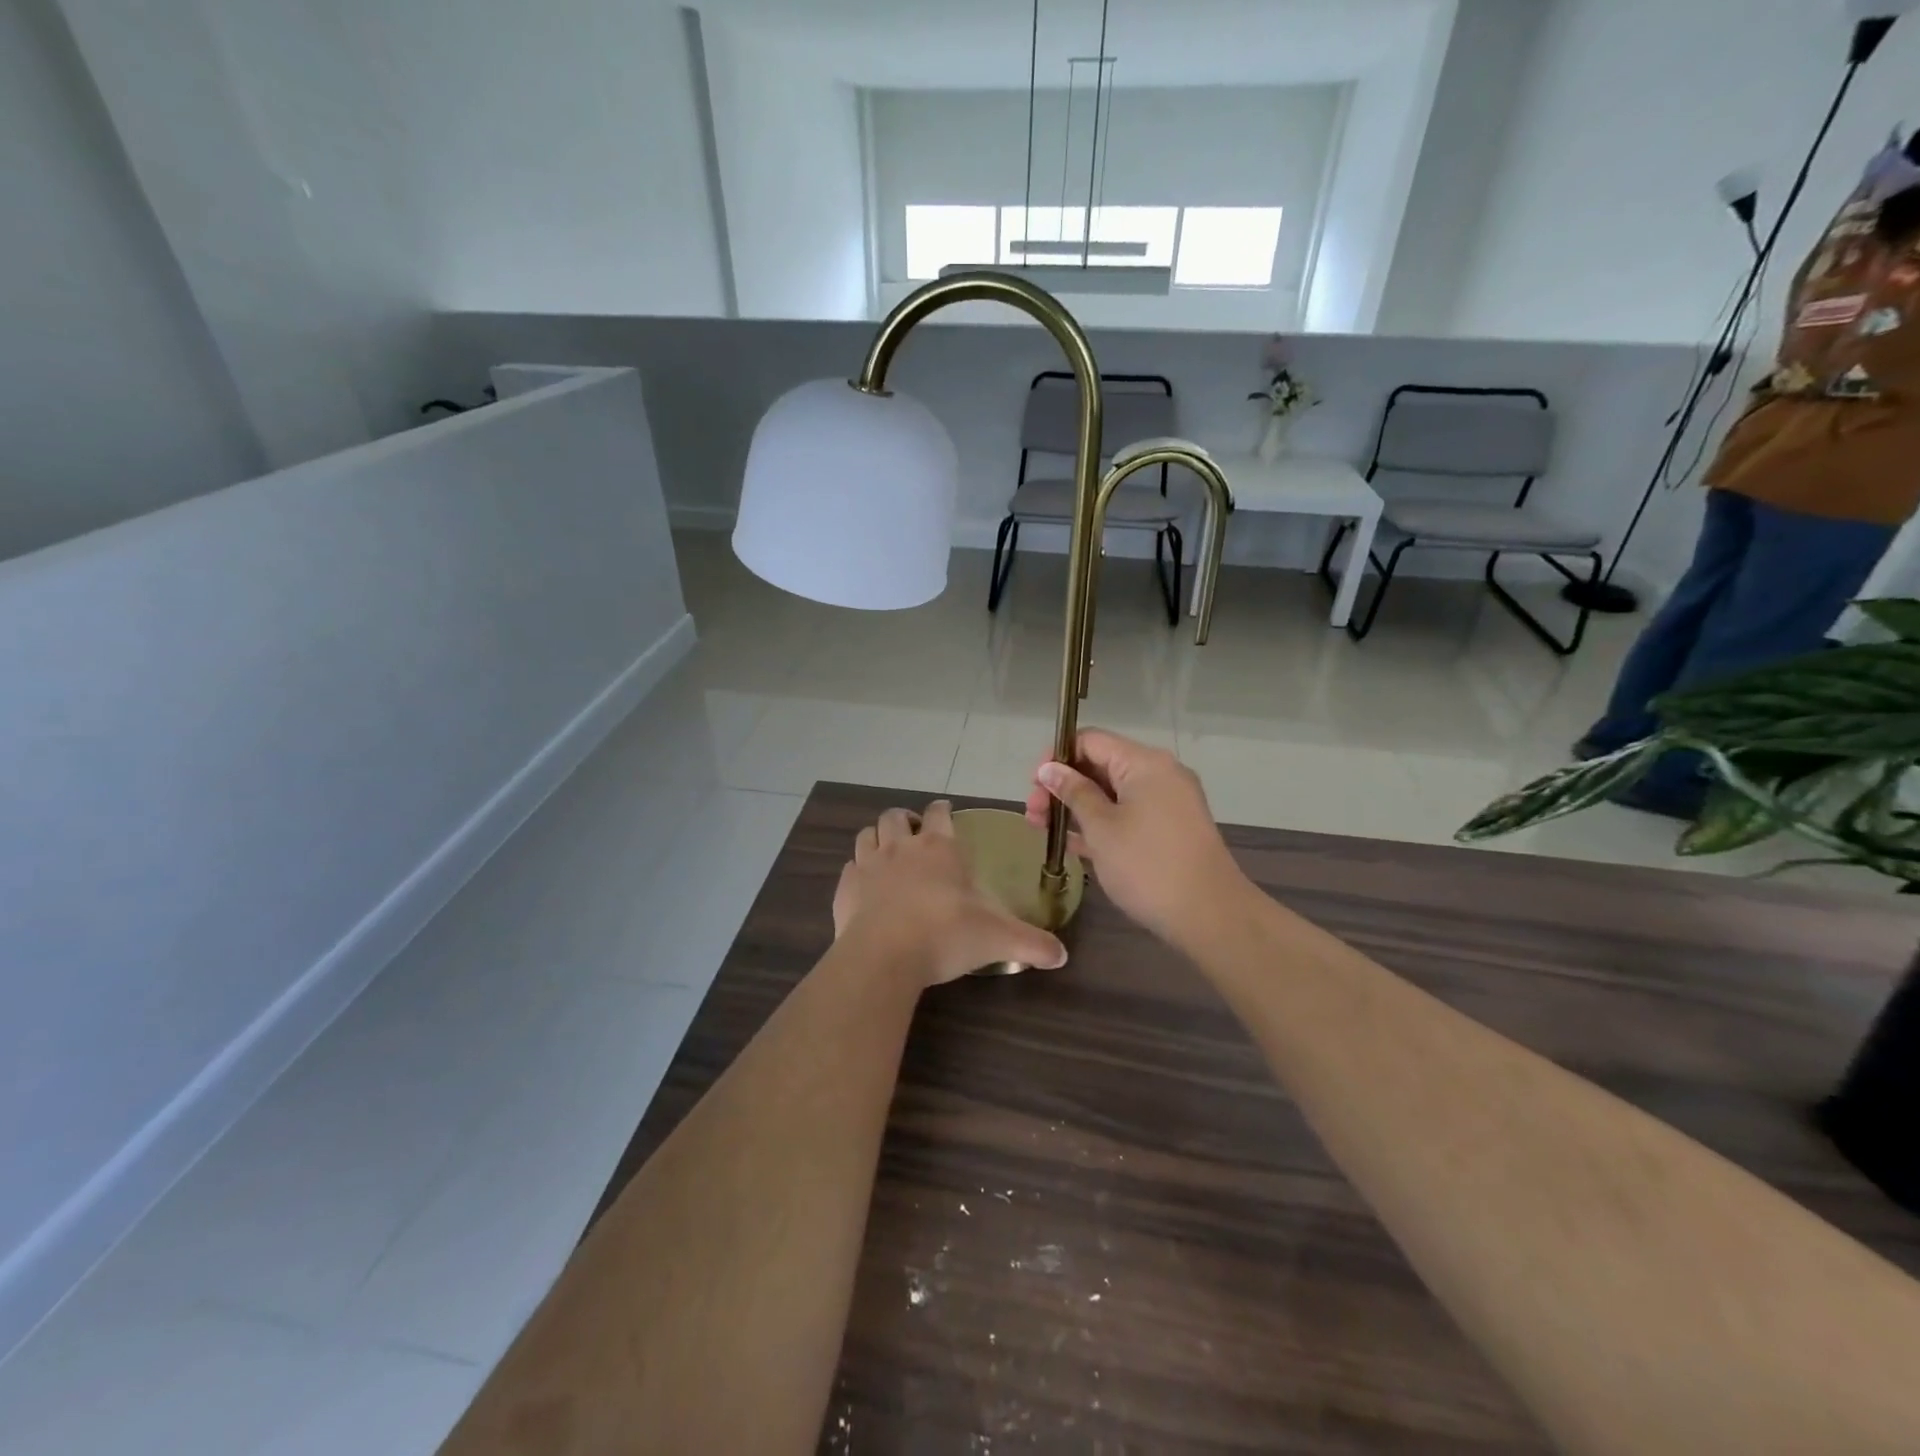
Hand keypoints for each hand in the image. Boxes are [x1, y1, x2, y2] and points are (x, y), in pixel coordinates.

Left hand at [833, 800, 1069, 986]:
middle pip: (896, 816)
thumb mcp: (998, 939)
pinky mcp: (846, 888)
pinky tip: (865, 885)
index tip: (946, 812)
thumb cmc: (945, 934)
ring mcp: (869, 865)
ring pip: (867, 834)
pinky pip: (849, 867)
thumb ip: (1032, 943)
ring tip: (887, 849)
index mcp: (939, 849)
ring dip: (877, 836)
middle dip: (905, 819)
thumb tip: (1063, 956)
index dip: (943, 809)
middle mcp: (901, 848)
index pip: (939, 813)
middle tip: (914, 831)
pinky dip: (857, 870)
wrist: (884, 955)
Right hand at [1025, 729, 1246, 947]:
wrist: (1210, 915)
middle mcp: (1160, 773)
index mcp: (1144, 763)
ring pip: (1112, 793)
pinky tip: (1073, 843)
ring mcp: (1168, 802)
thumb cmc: (1147, 866)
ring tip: (1044, 831)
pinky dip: (1102, 823)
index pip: (1091, 740)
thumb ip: (1074, 793)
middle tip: (1033, 816)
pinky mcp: (1171, 828)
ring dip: (1078, 807)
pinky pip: (1128, 813)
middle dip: (1063, 786)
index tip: (1034, 786)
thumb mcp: (1101, 828)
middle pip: (1100, 766)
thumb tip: (1050, 768)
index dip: (1057, 757)